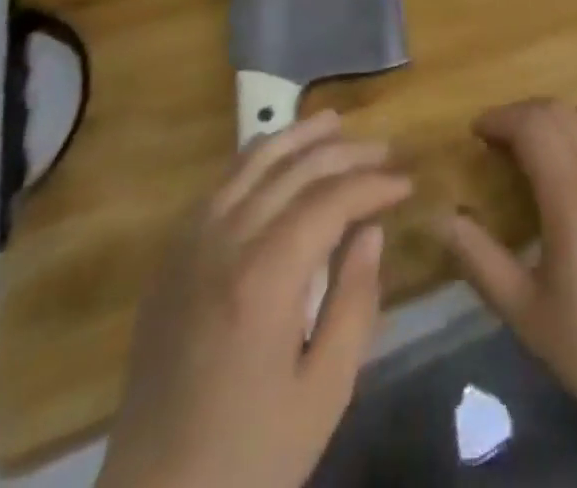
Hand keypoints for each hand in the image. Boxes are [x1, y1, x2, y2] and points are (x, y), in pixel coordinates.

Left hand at [98, 110, 411, 487]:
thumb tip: (371, 232)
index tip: (407, 183)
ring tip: (333, 122)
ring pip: (250, 164)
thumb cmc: (250, 460)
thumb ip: (355, 302)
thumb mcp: (324, 393)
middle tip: (385, 150)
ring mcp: (189, 247)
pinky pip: (218, 186)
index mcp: (264, 277)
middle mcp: (224, 243)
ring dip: (297, 138)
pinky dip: (254, 160)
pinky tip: (276, 159)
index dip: (373, 184)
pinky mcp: (170, 260)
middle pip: (293, 170)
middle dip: (344, 152)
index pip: (330, 200)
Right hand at [432, 99, 576, 413]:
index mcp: (571, 195)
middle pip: (559, 112)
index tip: (475, 132)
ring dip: (553, 117)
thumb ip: (479, 258)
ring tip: (528, 143)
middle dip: (522, 114)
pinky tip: (568, 159)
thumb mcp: (523, 310)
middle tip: (494, 139)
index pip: (533, 126)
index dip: (500, 119)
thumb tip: (443, 218)